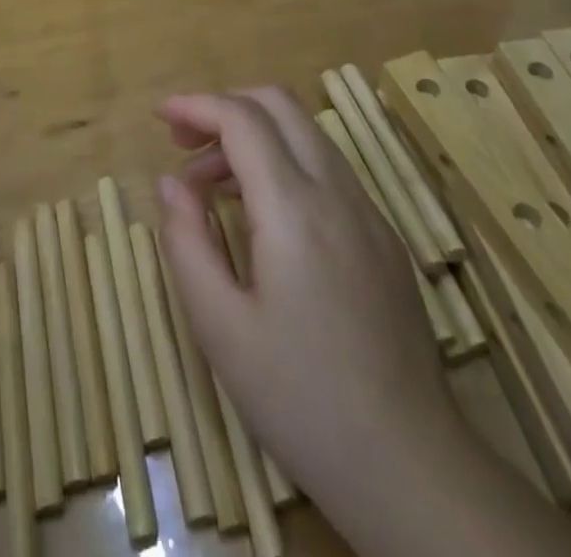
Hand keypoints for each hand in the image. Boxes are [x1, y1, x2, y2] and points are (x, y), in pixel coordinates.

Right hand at [156, 89, 458, 542]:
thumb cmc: (301, 398)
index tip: (160, 116)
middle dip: (225, 106)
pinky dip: (284, 162)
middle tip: (186, 145)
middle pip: (279, 105)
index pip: (242, 119)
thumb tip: (172, 183)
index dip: (196, 105)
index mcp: (294, 208)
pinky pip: (327, 169)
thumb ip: (187, 242)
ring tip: (213, 186)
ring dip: (254, 135)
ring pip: (306, 133)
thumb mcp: (221, 328)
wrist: (410, 465)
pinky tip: (262, 215)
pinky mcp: (383, 236)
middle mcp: (337, 191)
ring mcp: (368, 211)